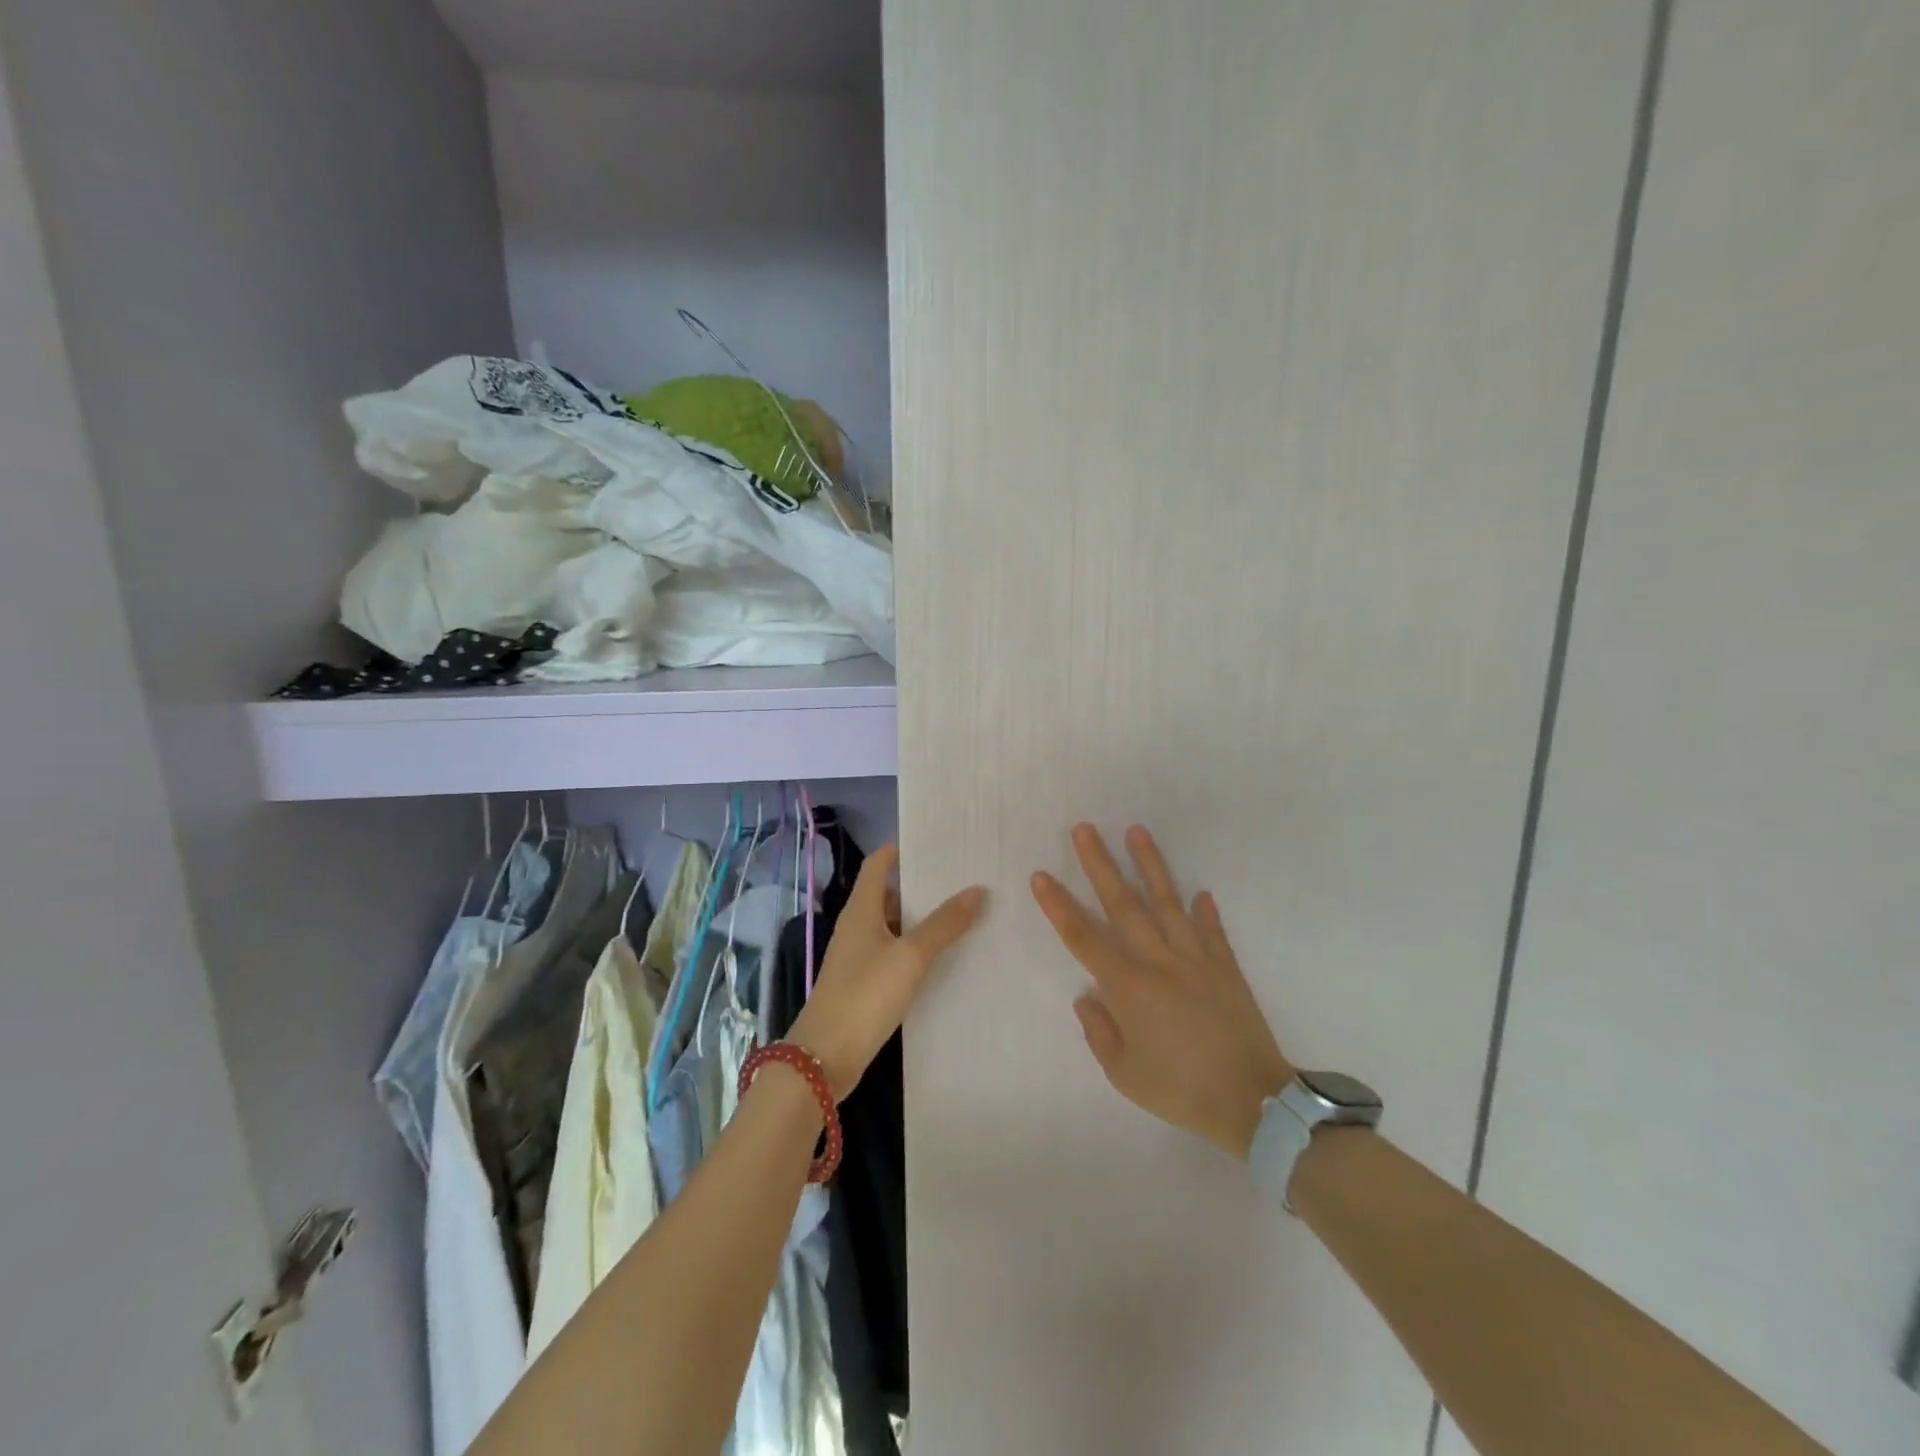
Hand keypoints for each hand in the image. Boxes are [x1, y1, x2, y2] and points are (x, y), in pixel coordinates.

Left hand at [789, 843, 985, 1098]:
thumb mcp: (910, 956)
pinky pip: (894, 953)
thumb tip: (977, 890)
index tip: (937, 843)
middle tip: (963, 878)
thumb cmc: (865, 995)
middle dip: (922, 885)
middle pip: (889, 893)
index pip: (878, 863)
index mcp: (861, 909)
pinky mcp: (865, 983)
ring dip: (921, 918)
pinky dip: (916, 948)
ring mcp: (859, 956)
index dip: (902, 849)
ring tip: (963, 913)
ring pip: (893, 925)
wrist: (825, 1058)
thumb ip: (944, 924)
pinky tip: (944, 956)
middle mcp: (857, 926)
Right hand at [1031, 824, 1292, 1159]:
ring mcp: (1195, 959)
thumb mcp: (1125, 1074)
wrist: (1253, 1102)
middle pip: (1123, 904)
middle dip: (1100, 864)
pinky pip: (1212, 931)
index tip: (1041, 876)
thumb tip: (1086, 997)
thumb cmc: (1181, 1090)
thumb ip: (1099, 1032)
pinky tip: (1201, 892)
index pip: (1083, 937)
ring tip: (1137, 831)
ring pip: (1168, 902)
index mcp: (1128, 986)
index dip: (1059, 906)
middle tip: (1085, 829)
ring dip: (1151, 865)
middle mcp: (1158, 960)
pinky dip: (1206, 911)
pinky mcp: (1225, 967)